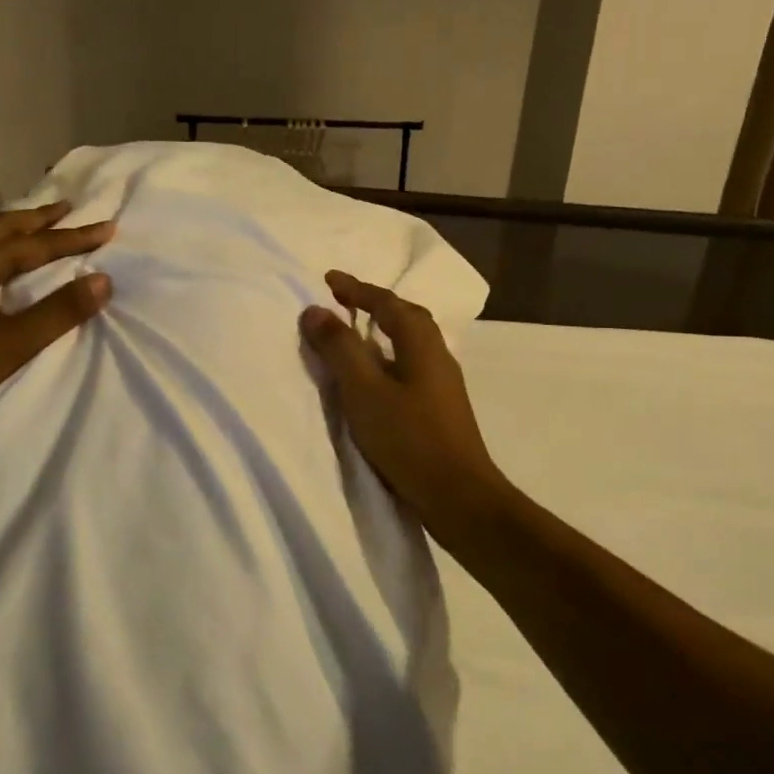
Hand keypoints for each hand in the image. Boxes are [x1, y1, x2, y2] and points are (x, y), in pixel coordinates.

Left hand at [0, 202, 113, 455]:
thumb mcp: (15, 344)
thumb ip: (60, 310)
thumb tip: (103, 280)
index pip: (37, 244)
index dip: (75, 237)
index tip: (108, 228)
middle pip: (5, 226)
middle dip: (40, 217)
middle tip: (70, 208)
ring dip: (16, 228)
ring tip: (40, 225)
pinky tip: (0, 260)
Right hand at [300, 271, 510, 545]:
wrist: (458, 495)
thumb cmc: (408, 438)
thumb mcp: (364, 390)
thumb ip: (339, 348)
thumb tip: (315, 310)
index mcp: (421, 342)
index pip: (386, 302)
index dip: (356, 288)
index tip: (328, 278)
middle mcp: (436, 354)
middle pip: (404, 316)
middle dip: (373, 303)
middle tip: (342, 300)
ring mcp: (442, 382)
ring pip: (408, 342)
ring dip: (381, 330)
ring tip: (354, 332)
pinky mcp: (439, 407)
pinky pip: (408, 364)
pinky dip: (386, 356)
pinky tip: (374, 375)